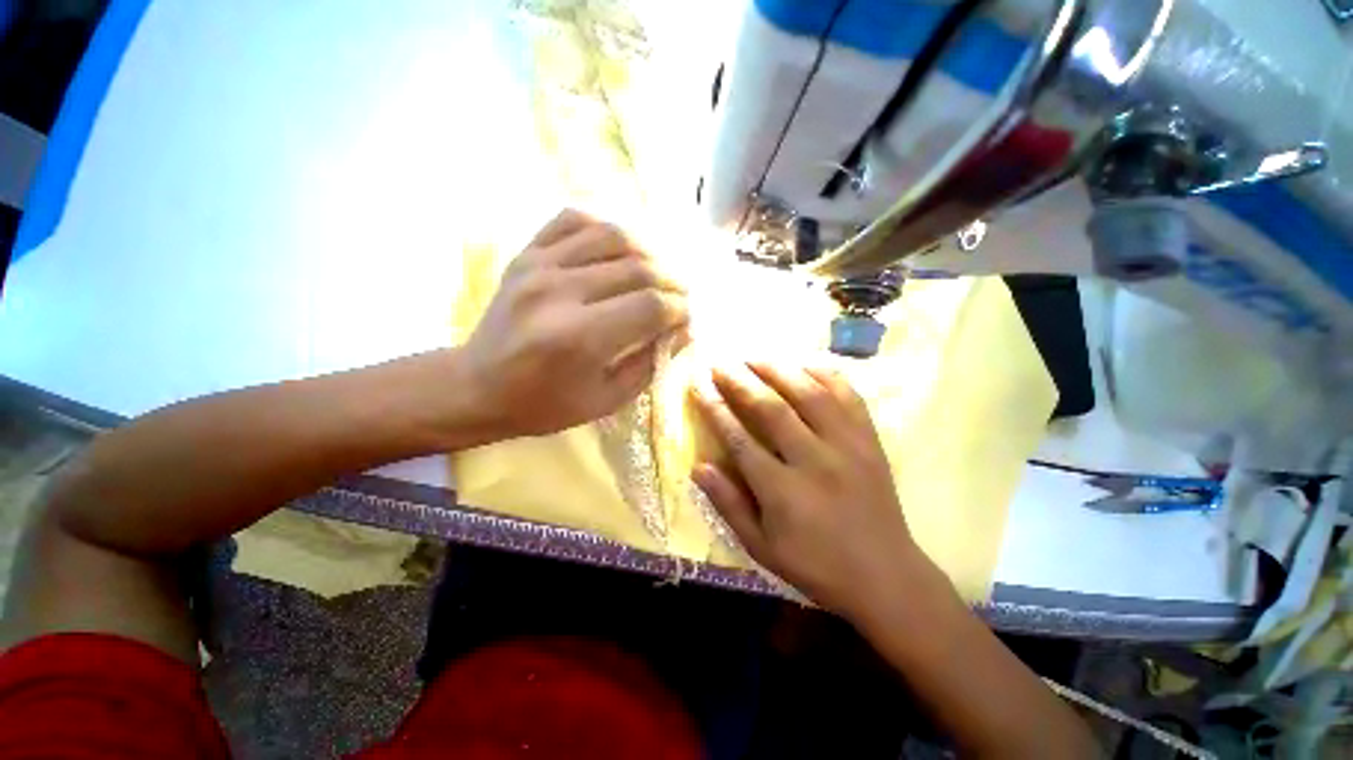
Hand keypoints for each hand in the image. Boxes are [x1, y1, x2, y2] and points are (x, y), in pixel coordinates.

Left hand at [461, 209, 688, 438]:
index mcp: (579, 338)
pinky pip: (574, 220)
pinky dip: (604, 228)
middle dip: (672, 281)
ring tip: (659, 271)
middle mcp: (559, 292)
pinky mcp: (526, 253)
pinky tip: (617, 250)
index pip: (650, 307)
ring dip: (648, 251)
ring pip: (612, 236)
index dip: (680, 309)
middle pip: (638, 269)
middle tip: (682, 295)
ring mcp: (539, 265)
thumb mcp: (606, 400)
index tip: (688, 317)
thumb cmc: (544, 404)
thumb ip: (650, 363)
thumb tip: (684, 329)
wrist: (476, 387)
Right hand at [690, 362, 932, 621]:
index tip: (699, 385)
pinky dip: (825, 374)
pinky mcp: (869, 440)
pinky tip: (804, 365)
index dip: (715, 408)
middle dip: (740, 381)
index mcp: (783, 491)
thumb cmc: (816, 566)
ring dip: (777, 370)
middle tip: (720, 363)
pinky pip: (848, 395)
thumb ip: (728, 505)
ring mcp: (847, 446)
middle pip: (771, 408)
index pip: (739, 439)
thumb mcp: (762, 547)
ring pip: (809, 393)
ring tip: (754, 357)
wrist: (886, 576)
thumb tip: (697, 467)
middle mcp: (814, 460)